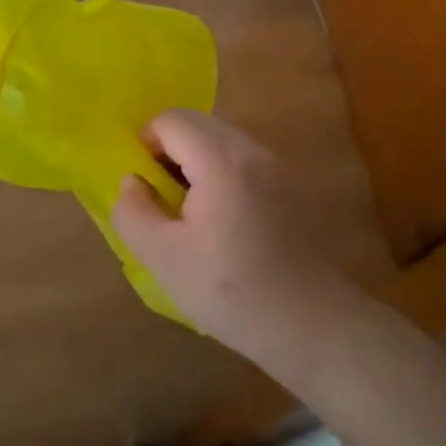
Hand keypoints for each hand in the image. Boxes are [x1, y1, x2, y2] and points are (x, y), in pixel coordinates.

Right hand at [111, 111, 356, 368]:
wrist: (313, 326)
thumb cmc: (232, 292)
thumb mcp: (164, 258)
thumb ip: (134, 212)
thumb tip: (132, 182)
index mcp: (221, 160)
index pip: (171, 119)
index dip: (145, 144)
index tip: (142, 186)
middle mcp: (252, 151)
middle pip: (197, 123)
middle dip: (168, 150)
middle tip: (160, 199)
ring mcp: (277, 166)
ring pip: (220, 140)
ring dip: (193, 162)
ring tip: (187, 214)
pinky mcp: (290, 186)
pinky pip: (242, 160)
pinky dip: (219, 174)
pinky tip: (220, 223)